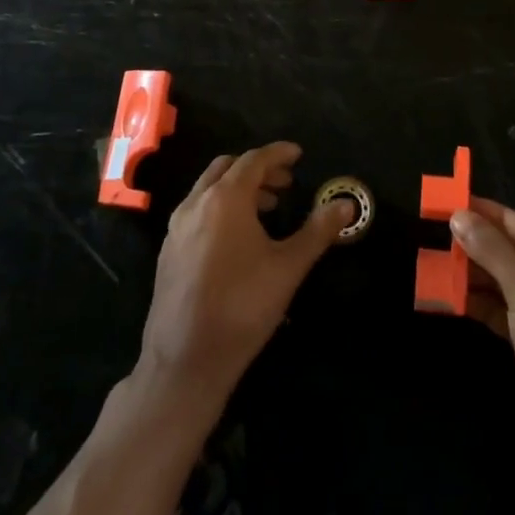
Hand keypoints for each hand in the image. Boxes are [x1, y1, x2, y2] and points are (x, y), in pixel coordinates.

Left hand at [138, 142, 351, 407]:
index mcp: (226, 198)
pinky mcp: (168, 250)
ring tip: (267, 209)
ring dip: (238, 188)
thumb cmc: (242, 306)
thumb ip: (318, 230)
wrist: (185, 360)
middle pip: (228, 167)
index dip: (278, 153)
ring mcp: (176, 227)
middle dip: (258, 169)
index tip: (298, 154)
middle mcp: (196, 203)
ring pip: (208, 188)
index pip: (254, 160)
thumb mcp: (288, 267)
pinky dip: (219, 207)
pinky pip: (196, 211)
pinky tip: (236, 238)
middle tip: (285, 183)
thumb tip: (347, 204)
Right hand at [451, 199, 514, 492]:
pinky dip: (486, 306)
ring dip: (481, 277)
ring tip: (443, 263)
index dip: (495, 216)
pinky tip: (456, 298)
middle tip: (445, 232)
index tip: (460, 202)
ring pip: (514, 288)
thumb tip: (460, 216)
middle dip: (484, 247)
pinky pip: (511, 317)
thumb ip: (492, 251)